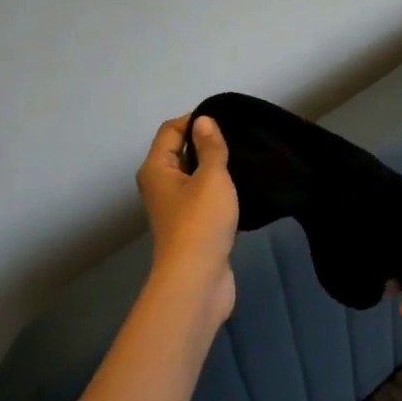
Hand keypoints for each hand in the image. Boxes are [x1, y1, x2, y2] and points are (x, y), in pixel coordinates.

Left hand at [137, 114, 238, 328]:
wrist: (197, 280)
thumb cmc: (201, 223)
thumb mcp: (211, 178)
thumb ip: (210, 147)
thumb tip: (204, 121)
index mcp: (157, 169)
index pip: (171, 130)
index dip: (195, 120)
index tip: (227, 120)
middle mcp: (160, 186)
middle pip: (180, 152)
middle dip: (207, 143)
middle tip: (240, 138)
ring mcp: (175, 209)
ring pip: (194, 177)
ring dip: (215, 169)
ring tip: (244, 161)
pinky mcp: (192, 227)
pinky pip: (204, 198)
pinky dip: (219, 192)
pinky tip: (242, 190)